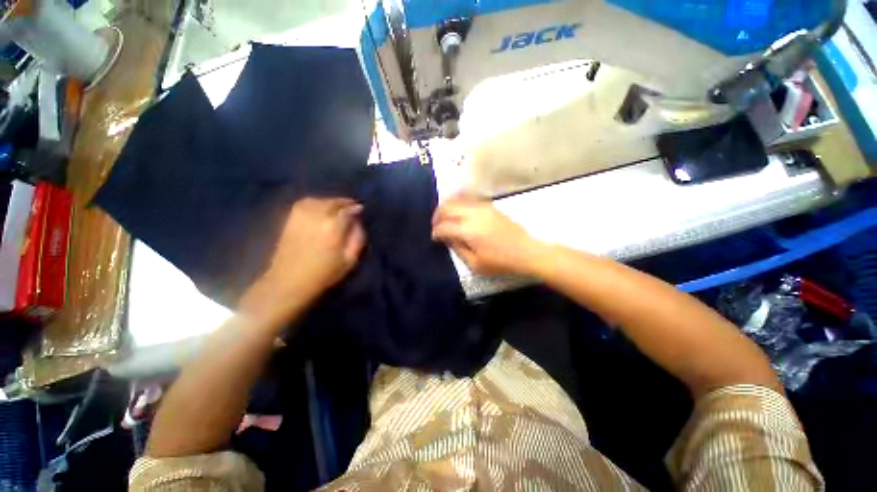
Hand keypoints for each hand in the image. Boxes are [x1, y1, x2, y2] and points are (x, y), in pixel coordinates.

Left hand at [241, 198, 365, 319]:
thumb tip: (358, 221)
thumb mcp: (350, 260)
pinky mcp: (290, 218)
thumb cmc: (324, 274)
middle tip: (352, 208)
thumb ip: (358, 238)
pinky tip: (320, 208)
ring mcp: (301, 216)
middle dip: (345, 203)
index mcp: (333, 227)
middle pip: (334, 202)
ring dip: (331, 202)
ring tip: (337, 208)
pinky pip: (305, 203)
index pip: (348, 209)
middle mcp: (317, 216)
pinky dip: (315, 202)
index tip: (361, 209)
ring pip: (320, 200)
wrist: (289, 281)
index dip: (356, 208)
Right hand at [432, 197, 543, 275]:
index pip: (444, 226)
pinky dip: (459, 204)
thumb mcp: (475, 264)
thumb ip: (458, 249)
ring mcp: (482, 207)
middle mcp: (473, 214)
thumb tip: (447, 239)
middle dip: (437, 215)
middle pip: (447, 206)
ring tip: (445, 219)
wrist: (526, 252)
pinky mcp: (489, 206)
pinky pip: (468, 200)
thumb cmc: (501, 262)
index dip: (436, 232)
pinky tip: (459, 214)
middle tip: (436, 226)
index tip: (434, 238)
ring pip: (457, 200)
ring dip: (447, 208)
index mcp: (468, 230)